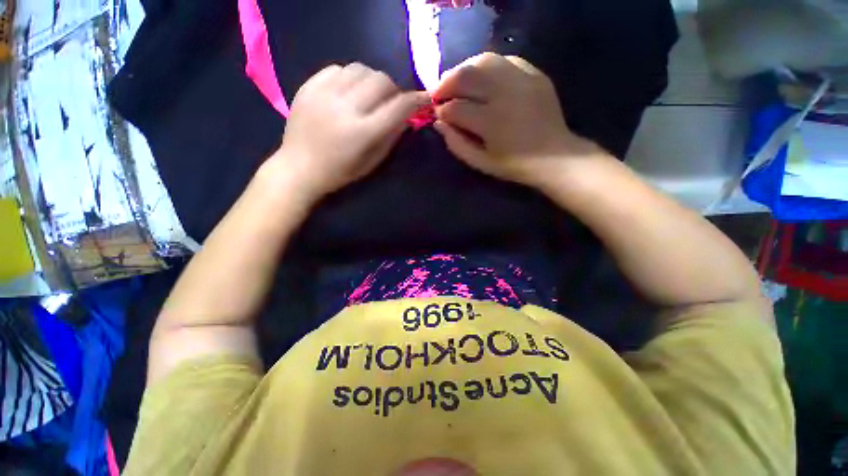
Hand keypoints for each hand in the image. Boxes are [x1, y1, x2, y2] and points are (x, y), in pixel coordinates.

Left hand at [271, 63, 429, 202]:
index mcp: (363, 132)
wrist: (299, 168)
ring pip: (361, 69)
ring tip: (369, 95)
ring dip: (373, 81)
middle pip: (381, 81)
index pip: (399, 107)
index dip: (417, 100)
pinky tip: (348, 91)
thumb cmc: (340, 173)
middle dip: (394, 90)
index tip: (425, 99)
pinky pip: (338, 68)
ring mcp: (324, 94)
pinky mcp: (309, 86)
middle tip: (391, 102)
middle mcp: (346, 108)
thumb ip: (392, 138)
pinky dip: (350, 77)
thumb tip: (407, 118)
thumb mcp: (372, 163)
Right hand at [433, 53, 603, 189]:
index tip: (438, 115)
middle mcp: (505, 95)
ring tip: (457, 82)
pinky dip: (487, 66)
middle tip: (439, 93)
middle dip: (445, 84)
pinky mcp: (534, 74)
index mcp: (491, 122)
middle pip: (466, 76)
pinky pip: (505, 60)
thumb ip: (456, 144)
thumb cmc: (514, 165)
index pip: (455, 108)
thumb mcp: (481, 163)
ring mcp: (522, 80)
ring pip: (483, 61)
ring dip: (464, 70)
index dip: (442, 111)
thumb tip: (439, 123)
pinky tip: (482, 78)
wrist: (555, 156)